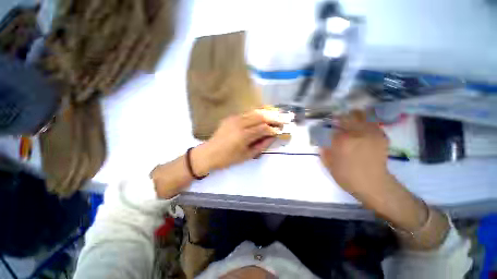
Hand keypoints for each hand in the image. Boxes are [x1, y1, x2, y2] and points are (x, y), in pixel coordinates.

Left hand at [192, 109, 288, 174]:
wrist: (209, 153)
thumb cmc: (228, 158)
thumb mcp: (246, 155)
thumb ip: (261, 145)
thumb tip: (273, 136)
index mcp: (243, 136)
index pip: (263, 128)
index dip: (274, 129)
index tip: (282, 130)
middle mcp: (239, 124)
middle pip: (261, 116)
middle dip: (275, 117)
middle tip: (286, 118)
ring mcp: (234, 118)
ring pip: (255, 112)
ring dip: (268, 112)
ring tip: (278, 113)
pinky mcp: (231, 117)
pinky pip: (248, 112)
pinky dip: (258, 112)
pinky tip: (265, 113)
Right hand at [319, 111, 391, 199]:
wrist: (374, 185)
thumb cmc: (348, 176)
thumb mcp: (329, 166)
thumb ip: (324, 152)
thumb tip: (321, 143)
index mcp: (342, 141)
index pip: (333, 127)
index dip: (329, 125)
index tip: (327, 125)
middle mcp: (357, 134)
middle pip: (347, 117)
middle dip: (340, 117)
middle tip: (337, 119)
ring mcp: (370, 133)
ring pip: (361, 116)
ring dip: (353, 115)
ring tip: (350, 118)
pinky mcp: (380, 136)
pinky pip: (372, 123)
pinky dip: (366, 121)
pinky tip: (362, 125)